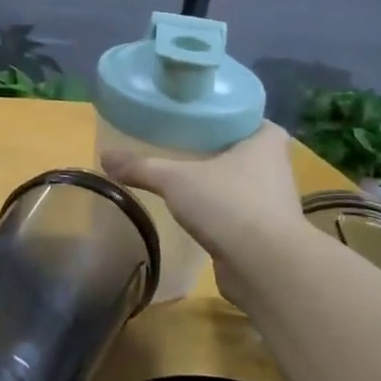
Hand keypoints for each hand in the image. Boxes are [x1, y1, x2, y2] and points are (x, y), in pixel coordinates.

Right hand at [103, 124, 310, 308]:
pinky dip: (217, 209)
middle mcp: (275, 167)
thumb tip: (104, 157)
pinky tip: (192, 210)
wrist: (266, 268)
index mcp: (265, 141)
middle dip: (214, 146)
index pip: (246, 115)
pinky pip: (236, 211)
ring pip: (239, 181)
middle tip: (178, 140)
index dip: (222, 113)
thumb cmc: (229, 205)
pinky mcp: (264, 232)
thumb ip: (141, 167)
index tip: (194, 114)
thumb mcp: (175, 179)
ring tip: (179, 174)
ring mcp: (272, 202)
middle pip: (241, 147)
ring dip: (216, 180)